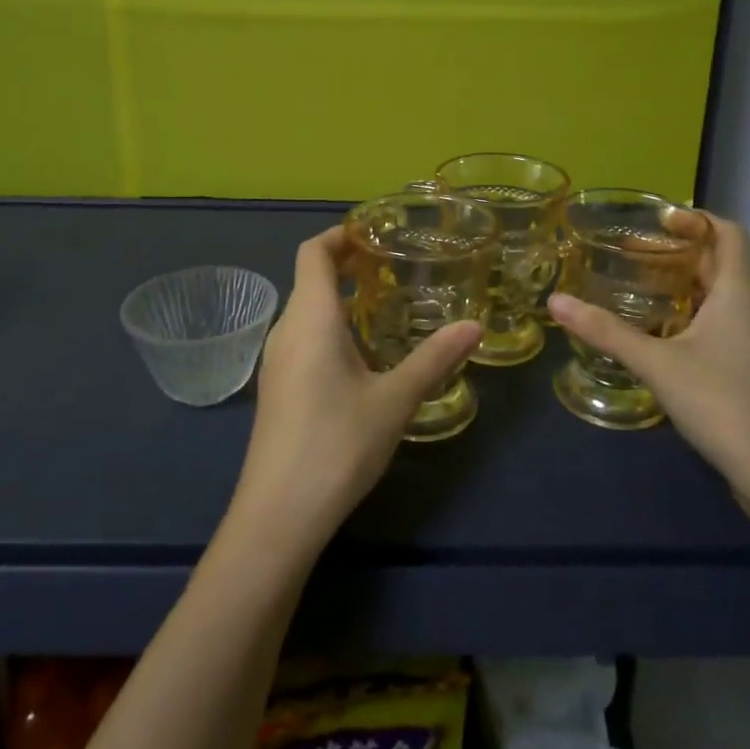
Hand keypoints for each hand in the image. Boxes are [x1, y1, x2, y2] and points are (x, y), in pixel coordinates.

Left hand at [230, 226, 482, 556]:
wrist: (278, 516)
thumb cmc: (337, 444)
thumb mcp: (395, 400)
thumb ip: (435, 359)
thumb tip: (474, 326)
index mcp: (310, 318)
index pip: (314, 252)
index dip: (340, 234)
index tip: (375, 232)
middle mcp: (285, 330)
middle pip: (309, 279)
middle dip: (347, 265)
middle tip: (393, 266)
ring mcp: (275, 362)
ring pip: (305, 311)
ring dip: (338, 298)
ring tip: (383, 306)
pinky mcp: (275, 390)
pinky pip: (301, 339)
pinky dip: (329, 328)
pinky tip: (359, 356)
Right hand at [547, 214, 749, 517]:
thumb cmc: (724, 405)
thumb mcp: (657, 365)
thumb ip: (606, 332)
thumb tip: (555, 301)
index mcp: (741, 294)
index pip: (730, 233)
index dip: (698, 218)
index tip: (659, 221)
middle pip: (724, 265)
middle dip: (681, 255)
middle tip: (634, 258)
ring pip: (728, 299)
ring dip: (691, 288)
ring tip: (646, 296)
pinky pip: (732, 328)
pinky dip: (702, 319)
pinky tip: (671, 343)